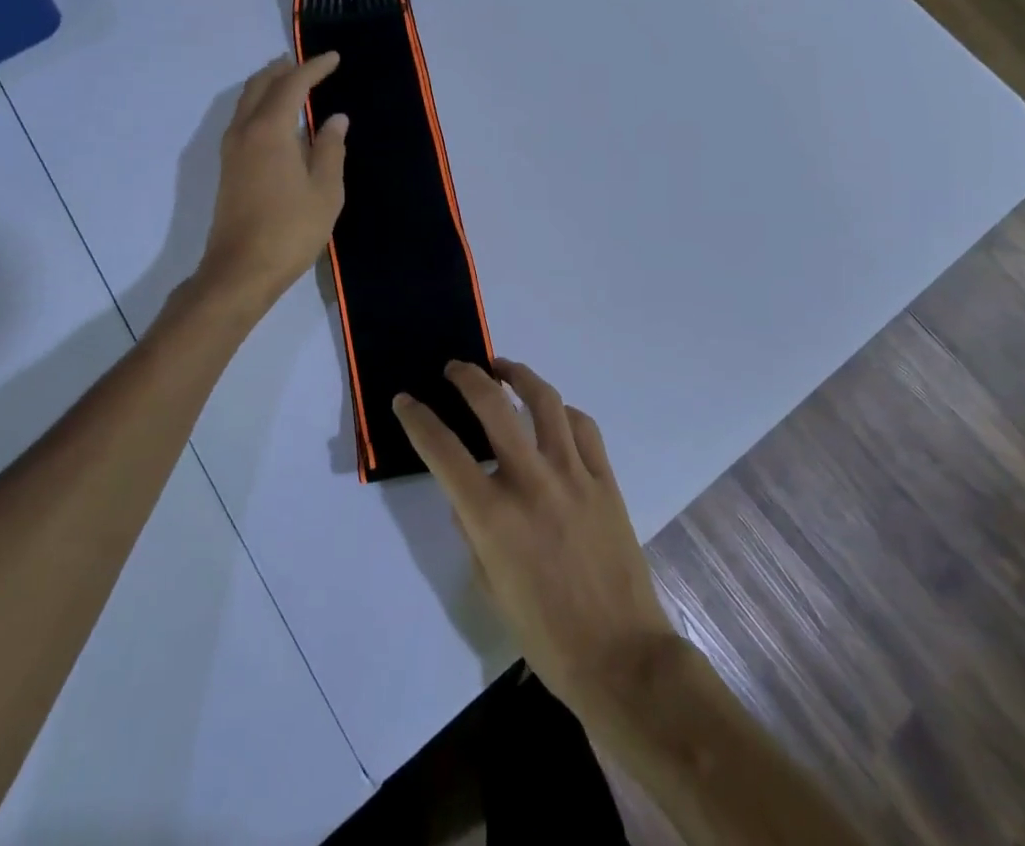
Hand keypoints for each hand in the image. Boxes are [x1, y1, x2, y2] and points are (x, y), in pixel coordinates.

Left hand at [197, 54, 347, 308]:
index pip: (291, 86)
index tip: (334, 57)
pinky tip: (278, 119)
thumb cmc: (291, 229)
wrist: (241, 269)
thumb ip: (330, 149)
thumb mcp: (325, 190)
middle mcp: (244, 132)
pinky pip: (244, 120)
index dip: (313, 68)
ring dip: (268, 86)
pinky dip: (261, 106)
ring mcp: (231, 150)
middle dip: (283, 69)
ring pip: (246, 102)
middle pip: (260, 86)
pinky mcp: (228, 168)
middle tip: (306, 63)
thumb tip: (335, 119)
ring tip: (291, 82)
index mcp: (270, 131)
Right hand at [392, 361, 680, 723]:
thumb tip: (467, 496)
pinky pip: (583, 427)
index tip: (405, 400)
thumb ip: (473, 534)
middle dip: (467, 377)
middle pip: (494, 406)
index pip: (443, 451)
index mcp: (494, 516)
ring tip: (503, 368)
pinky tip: (553, 413)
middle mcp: (531, 482)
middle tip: (456, 368)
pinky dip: (562, 412)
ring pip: (545, 401)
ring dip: (519, 376)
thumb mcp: (489, 589)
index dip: (418, 419)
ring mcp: (573, 475)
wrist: (620, 656)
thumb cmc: (545, 634)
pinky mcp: (605, 479)